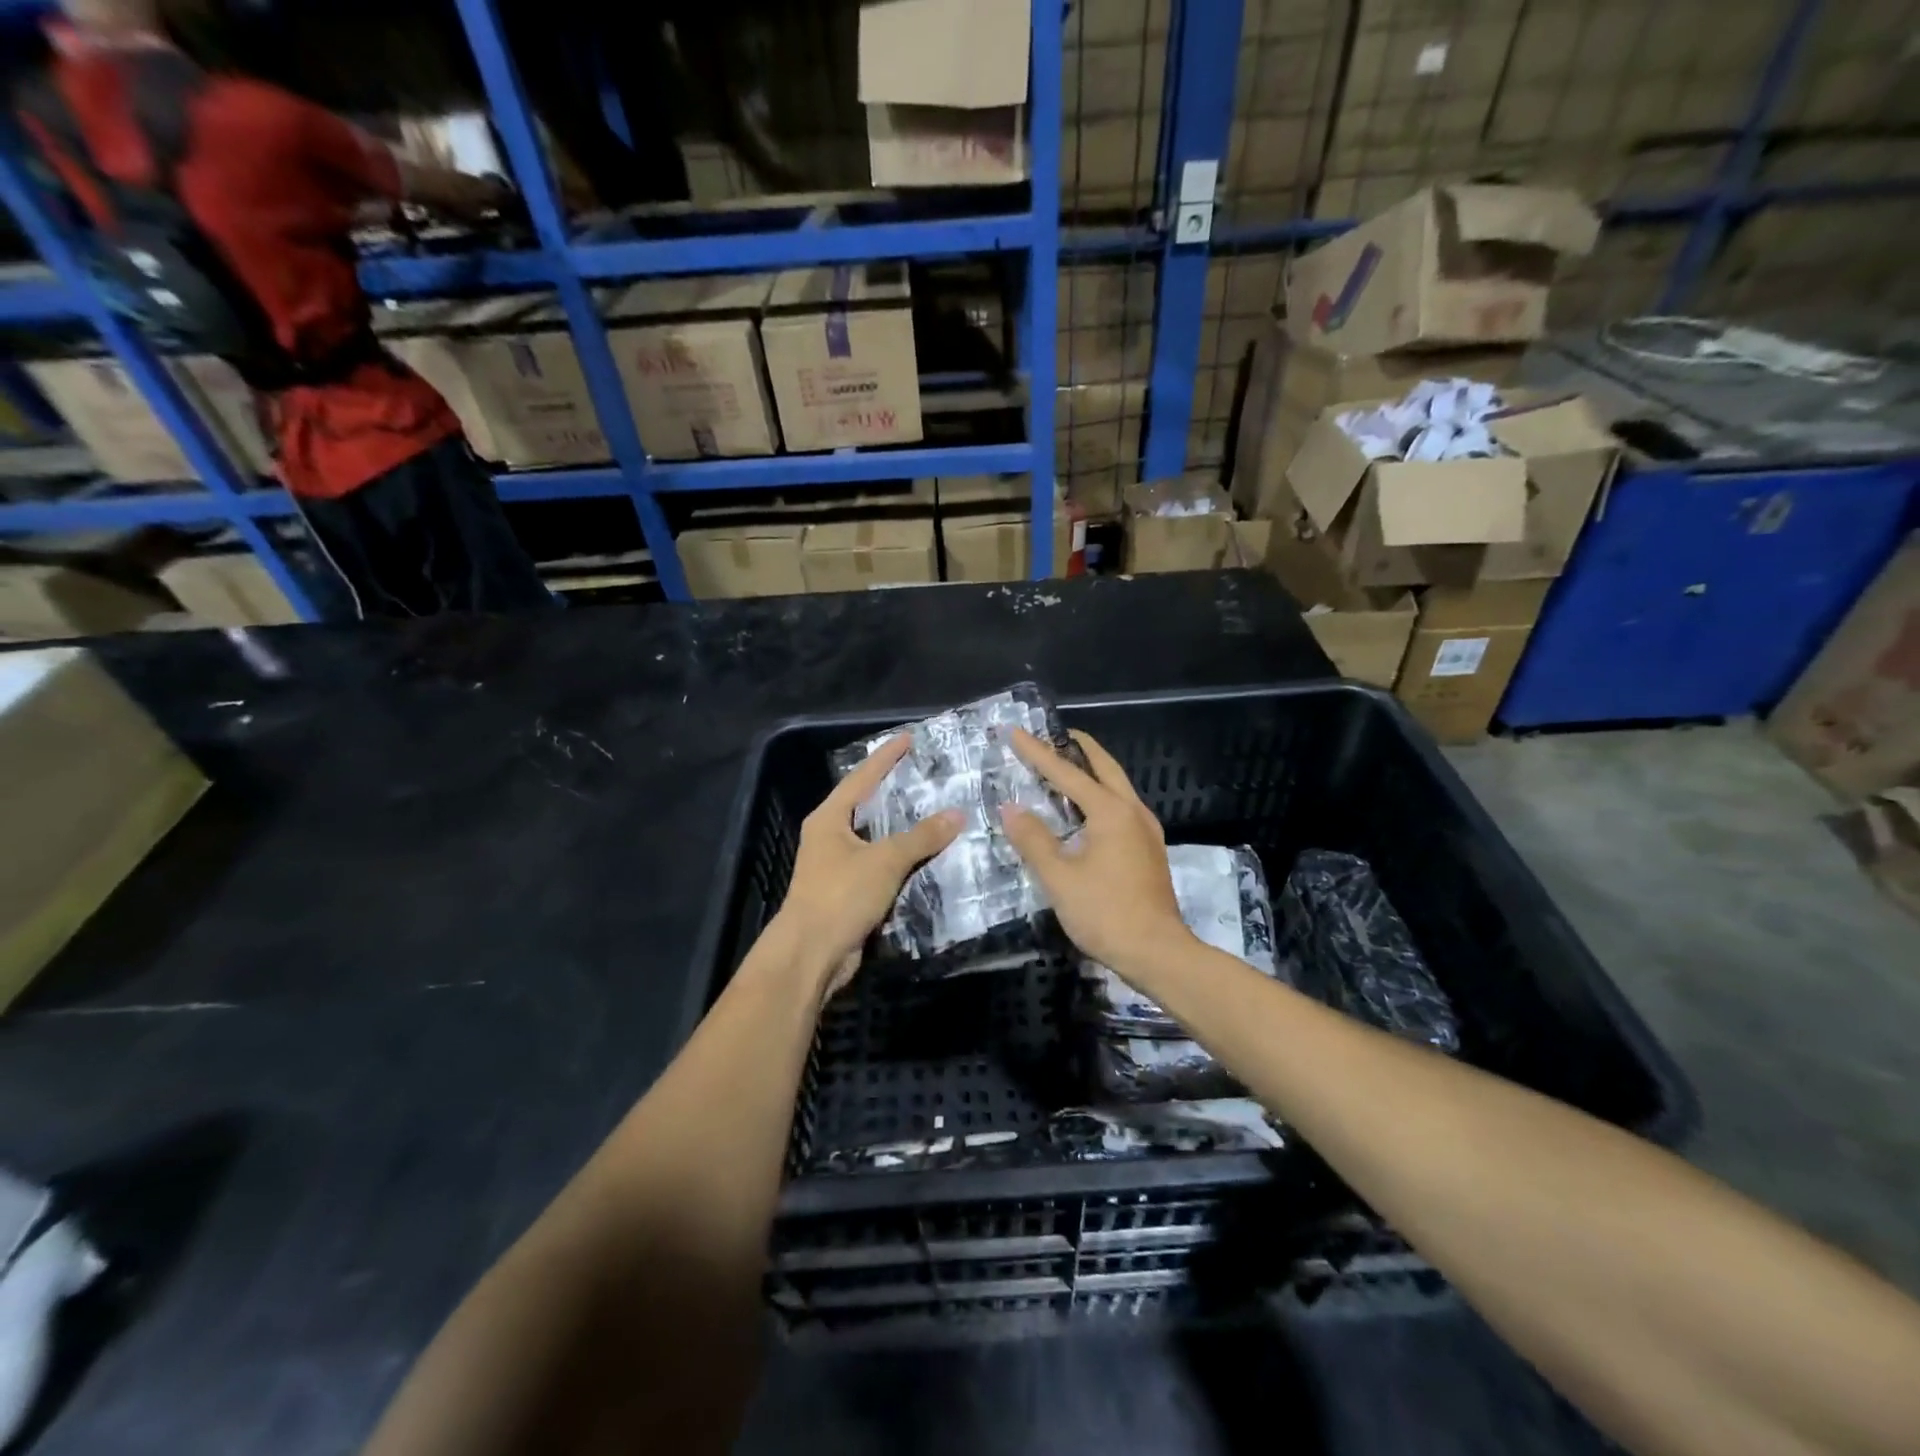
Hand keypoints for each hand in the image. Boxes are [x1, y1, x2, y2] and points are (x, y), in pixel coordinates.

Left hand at [772, 735, 962, 996]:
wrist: (811, 955)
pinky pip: (881, 867)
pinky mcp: (849, 893)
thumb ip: (921, 837)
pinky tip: (928, 856)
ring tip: (934, 810)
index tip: (908, 738)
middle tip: (925, 773)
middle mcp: (830, 837)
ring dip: (902, 829)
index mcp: (829, 819)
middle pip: (867, 806)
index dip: (885, 758)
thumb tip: (957, 813)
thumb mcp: (884, 861)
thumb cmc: (840, 896)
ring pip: (876, 839)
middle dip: (894, 791)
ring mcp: (837, 867)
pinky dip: (902, 860)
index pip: (861, 779)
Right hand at [999, 729, 1191, 975]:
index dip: (1037, 752)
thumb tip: (1011, 808)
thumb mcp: (1059, 878)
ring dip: (1092, 770)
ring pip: (1117, 786)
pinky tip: (1086, 810)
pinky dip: (1100, 794)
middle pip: (1104, 767)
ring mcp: (1146, 830)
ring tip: (1066, 765)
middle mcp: (1133, 811)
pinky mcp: (1149, 849)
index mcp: (1111, 812)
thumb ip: (1033, 839)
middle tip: (1052, 734)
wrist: (1158, 952)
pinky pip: (1121, 807)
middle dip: (1078, 747)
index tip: (1014, 731)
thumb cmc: (1105, 913)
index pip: (1066, 773)